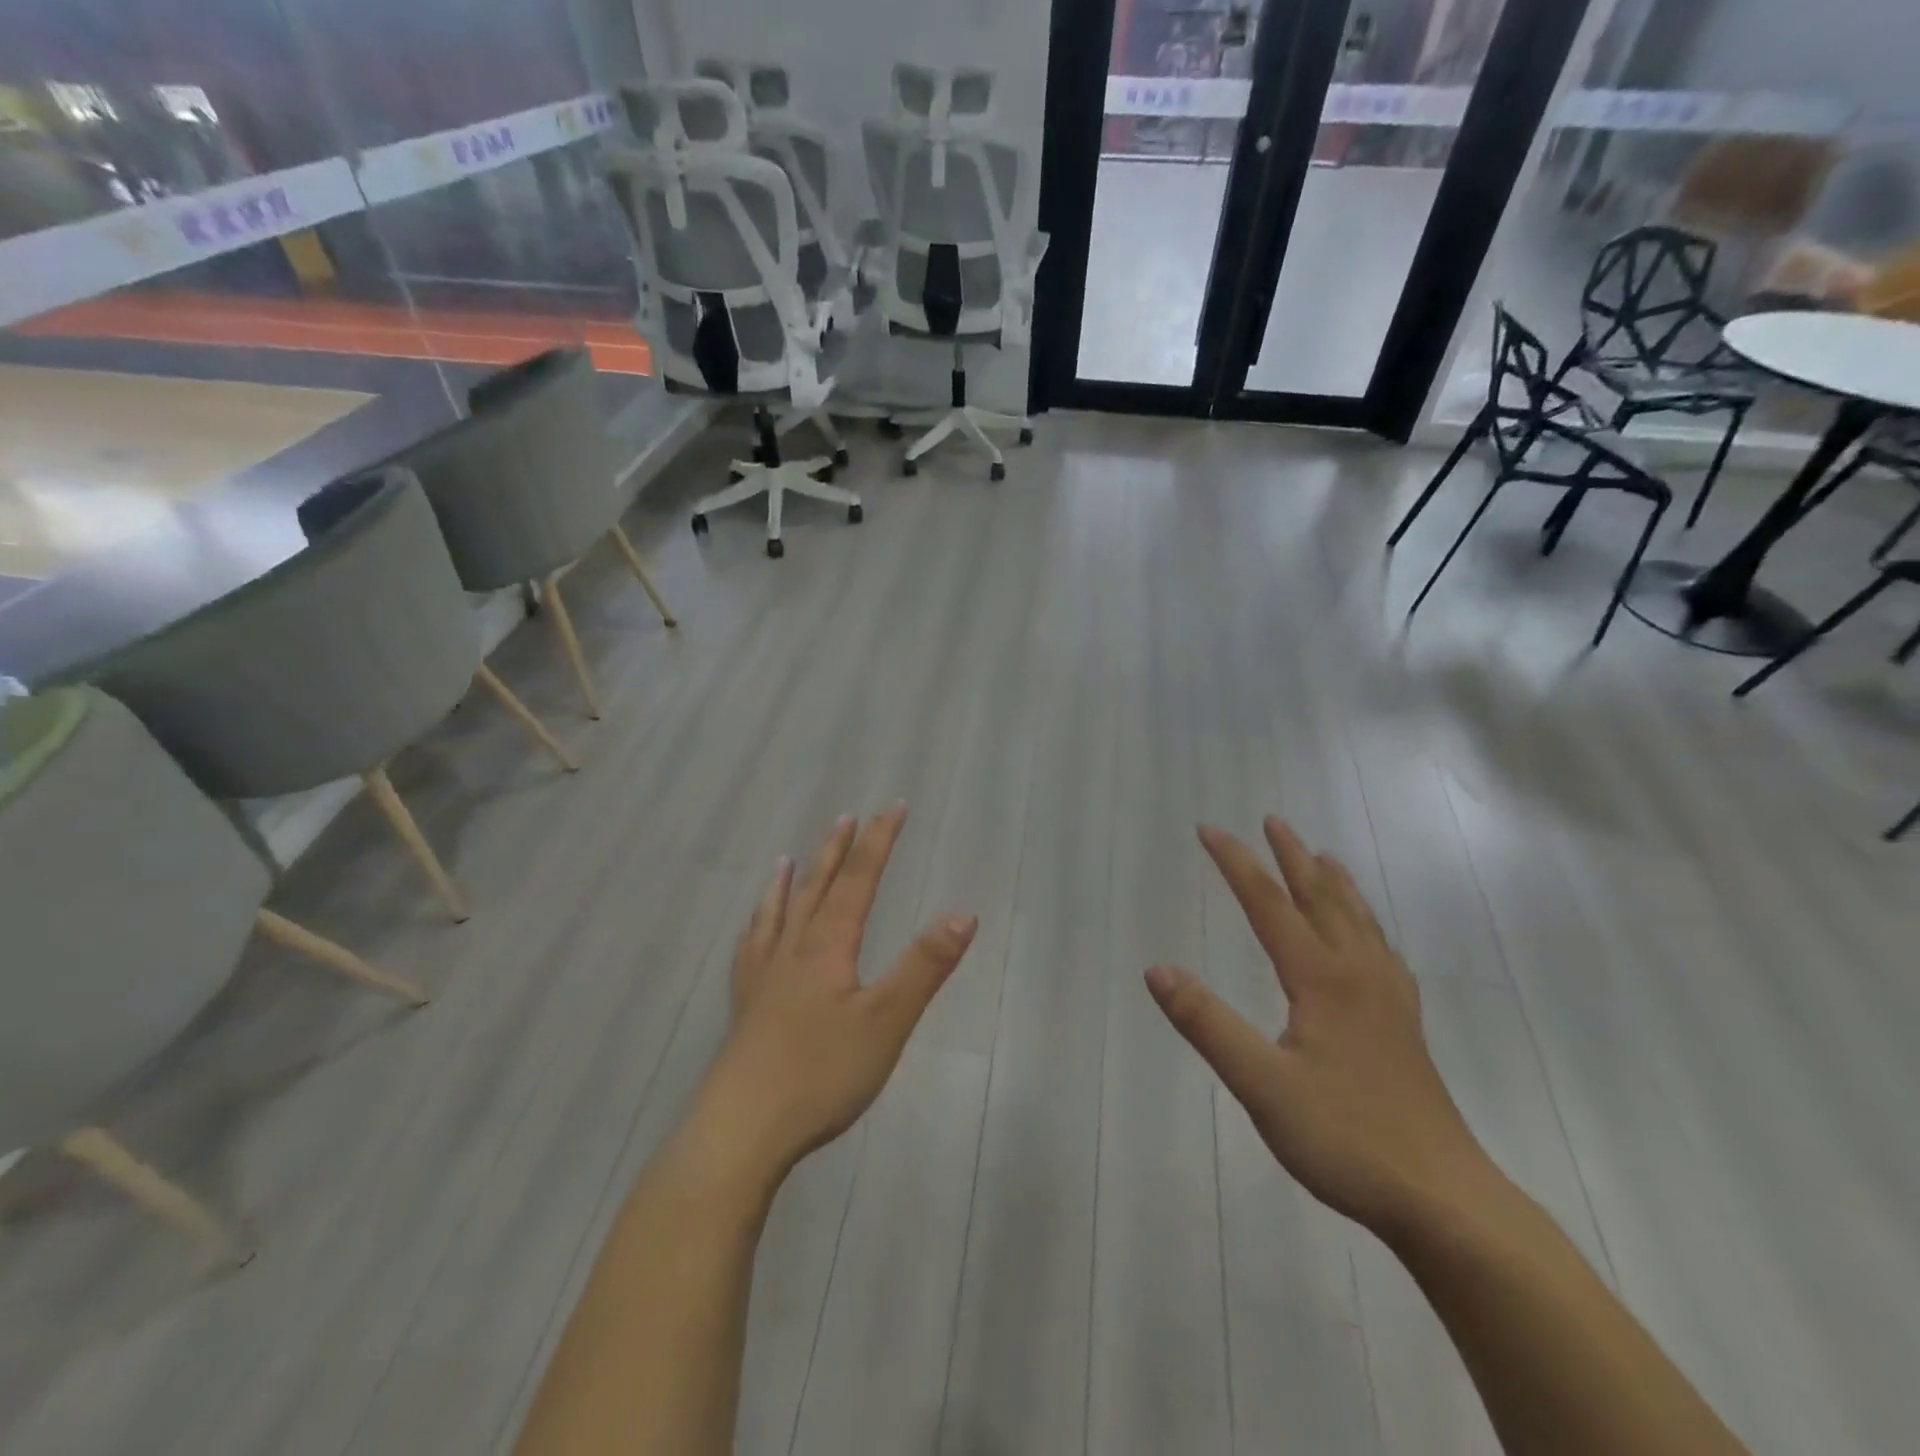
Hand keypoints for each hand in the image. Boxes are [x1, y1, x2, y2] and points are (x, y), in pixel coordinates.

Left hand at [691, 805, 977, 1184]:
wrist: (741, 1130)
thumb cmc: (821, 1073)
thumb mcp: (887, 1020)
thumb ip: (925, 966)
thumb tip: (964, 914)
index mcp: (828, 946)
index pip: (859, 880)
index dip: (879, 842)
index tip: (894, 807)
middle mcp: (792, 950)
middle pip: (817, 888)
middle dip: (838, 851)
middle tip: (848, 817)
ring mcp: (763, 978)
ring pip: (778, 914)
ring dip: (791, 881)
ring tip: (788, 857)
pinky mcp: (746, 1008)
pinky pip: (750, 949)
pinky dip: (757, 927)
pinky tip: (752, 932)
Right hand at [1146, 817, 1496, 1239]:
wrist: (1446, 1201)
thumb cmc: (1347, 1139)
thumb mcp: (1261, 1085)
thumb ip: (1207, 1024)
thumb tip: (1157, 970)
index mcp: (1321, 979)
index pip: (1270, 905)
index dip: (1237, 863)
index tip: (1209, 830)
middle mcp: (1358, 975)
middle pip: (1322, 899)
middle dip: (1292, 857)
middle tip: (1272, 820)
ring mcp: (1388, 1000)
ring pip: (1359, 921)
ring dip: (1334, 883)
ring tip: (1323, 856)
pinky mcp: (1405, 1027)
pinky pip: (1383, 952)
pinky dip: (1367, 924)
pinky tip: (1370, 939)